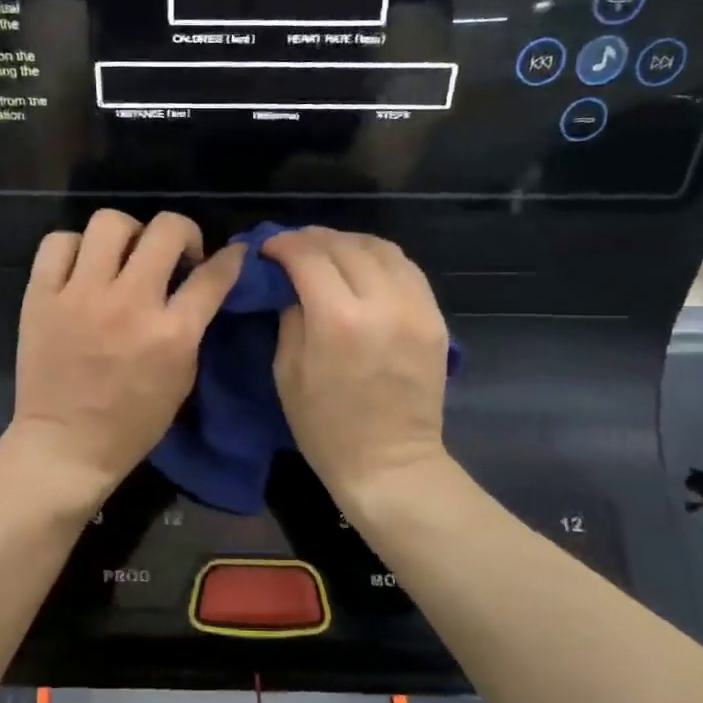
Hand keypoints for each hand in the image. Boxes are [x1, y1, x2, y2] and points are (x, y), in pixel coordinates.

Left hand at [8, 211, 243, 505]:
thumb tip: (198, 287)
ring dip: (128, 234)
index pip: (213, 275)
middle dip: (182, 233)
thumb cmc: (132, 423)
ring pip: (109, 223)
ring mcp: (80, 295)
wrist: (65, 445)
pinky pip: (58, 242)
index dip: (230, 258)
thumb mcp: (181, 379)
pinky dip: (75, 248)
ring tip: (125, 256)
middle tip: (175, 253)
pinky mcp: (41, 296)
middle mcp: (129, 303)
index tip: (230, 254)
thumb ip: (192, 328)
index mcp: (171, 333)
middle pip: (165, 230)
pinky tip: (82, 268)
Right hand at [262, 228, 451, 504]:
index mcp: (338, 320)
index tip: (267, 248)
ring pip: (382, 248)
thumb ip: (290, 316)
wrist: (390, 463)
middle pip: (345, 246)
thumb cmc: (325, 428)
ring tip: (328, 252)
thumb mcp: (287, 373)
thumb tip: (290, 283)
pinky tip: (362, 268)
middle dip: (313, 239)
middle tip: (293, 247)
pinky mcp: (435, 319)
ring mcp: (416, 308)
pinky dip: (379, 259)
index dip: (283, 244)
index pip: (309, 257)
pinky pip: (407, 269)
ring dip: (349, 243)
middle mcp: (382, 303)